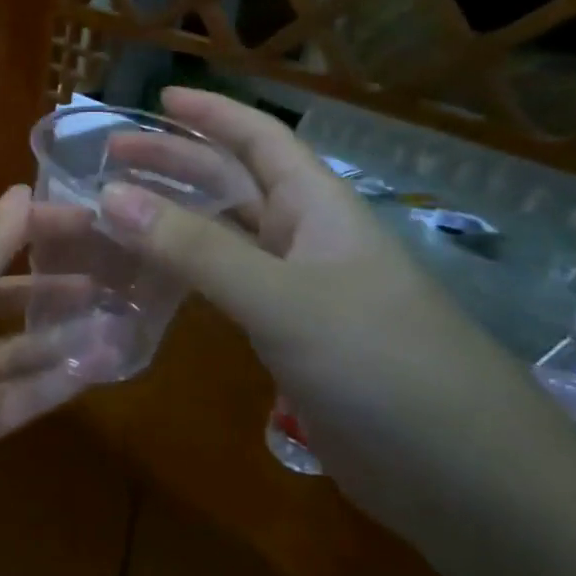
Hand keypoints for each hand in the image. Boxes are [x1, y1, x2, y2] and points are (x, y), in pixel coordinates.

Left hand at [0, 185, 119, 551]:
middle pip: (3, 292)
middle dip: (52, 282)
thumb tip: (24, 188)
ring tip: (121, 320)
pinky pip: (21, 397)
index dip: (32, 224)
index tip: (89, 220)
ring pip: (18, 347)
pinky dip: (58, 382)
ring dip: (63, 333)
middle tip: (112, 274)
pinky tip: (104, 366)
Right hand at [98, 87, 575, 544]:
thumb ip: (195, 249)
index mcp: (318, 207)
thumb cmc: (382, 364)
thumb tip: (111, 196)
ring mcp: (298, 290)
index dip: (210, 113)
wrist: (466, 479)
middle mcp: (306, 238)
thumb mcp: (282, 298)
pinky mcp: (289, 337)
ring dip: (173, 218)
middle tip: (109, 159)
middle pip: (232, 183)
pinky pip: (224, 287)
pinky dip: (184, 272)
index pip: (259, 139)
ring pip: (223, 236)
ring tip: (115, 211)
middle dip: (174, 163)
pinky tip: (147, 278)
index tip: (155, 97)